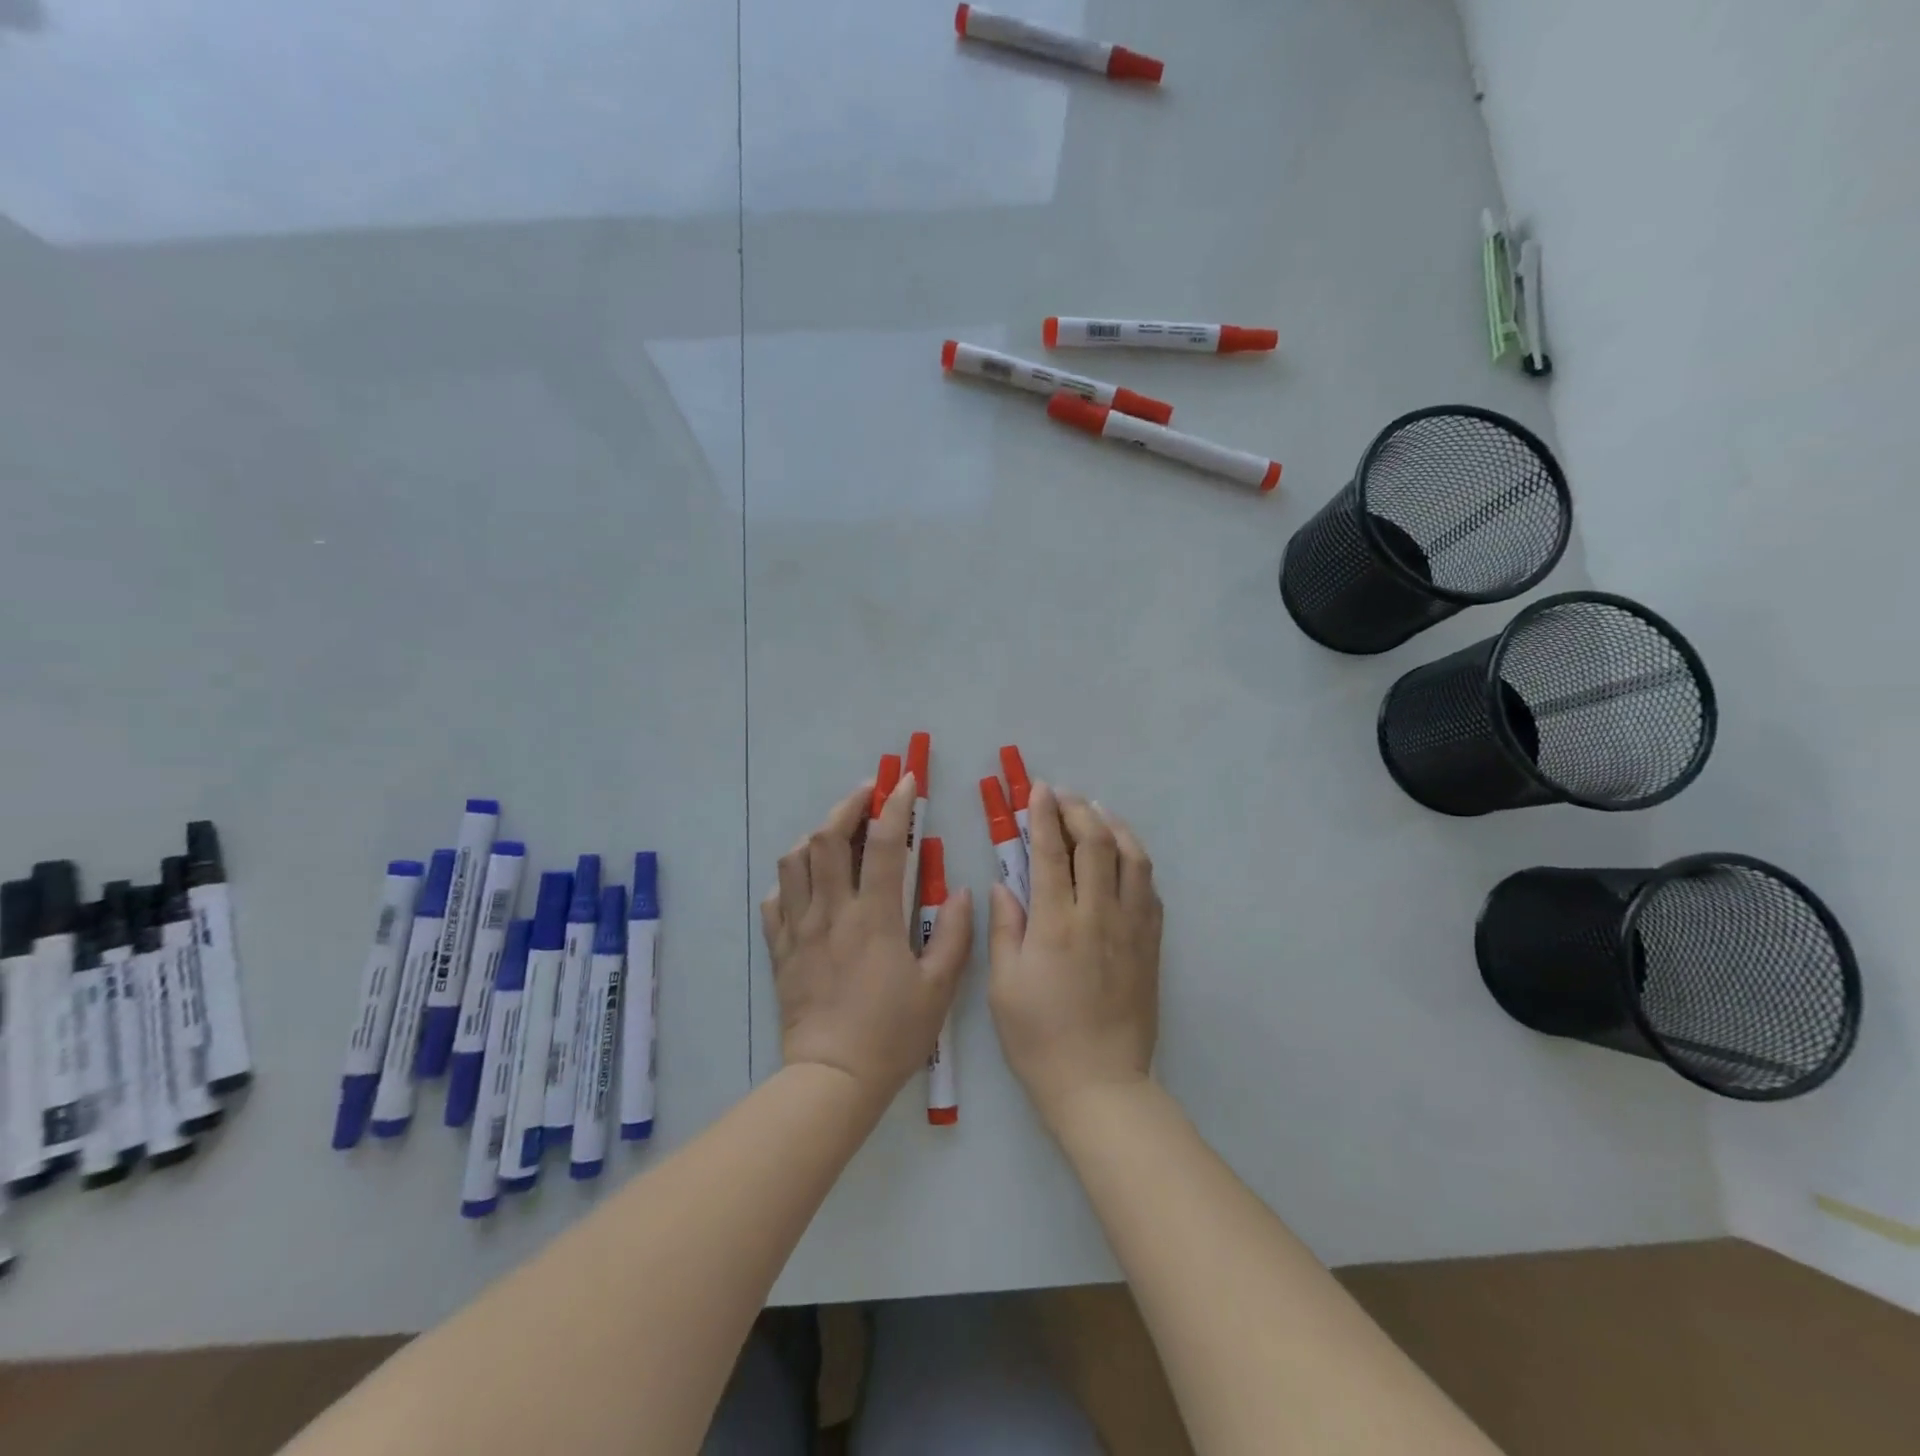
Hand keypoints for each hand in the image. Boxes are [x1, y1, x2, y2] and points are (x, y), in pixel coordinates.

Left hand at [762, 772, 973, 1102]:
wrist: (832, 1078)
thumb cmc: (892, 1034)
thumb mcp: (939, 989)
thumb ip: (955, 936)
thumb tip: (965, 893)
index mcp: (874, 917)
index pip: (885, 845)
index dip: (896, 805)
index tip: (904, 782)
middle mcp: (831, 912)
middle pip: (828, 839)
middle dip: (847, 806)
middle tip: (866, 794)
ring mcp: (799, 929)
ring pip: (795, 862)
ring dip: (816, 838)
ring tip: (836, 835)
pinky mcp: (780, 950)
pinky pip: (775, 902)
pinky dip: (789, 881)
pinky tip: (805, 884)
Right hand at [988, 782, 1161, 1126]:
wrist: (1100, 1083)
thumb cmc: (1039, 1037)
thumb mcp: (1003, 985)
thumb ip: (1005, 927)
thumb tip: (1004, 884)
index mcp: (1056, 924)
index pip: (1050, 852)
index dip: (1043, 814)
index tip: (1038, 789)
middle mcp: (1099, 915)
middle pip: (1096, 843)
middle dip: (1078, 809)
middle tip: (1063, 795)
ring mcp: (1132, 928)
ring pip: (1133, 858)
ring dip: (1115, 826)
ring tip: (1097, 813)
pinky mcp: (1151, 945)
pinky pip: (1150, 889)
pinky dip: (1136, 861)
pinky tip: (1125, 857)